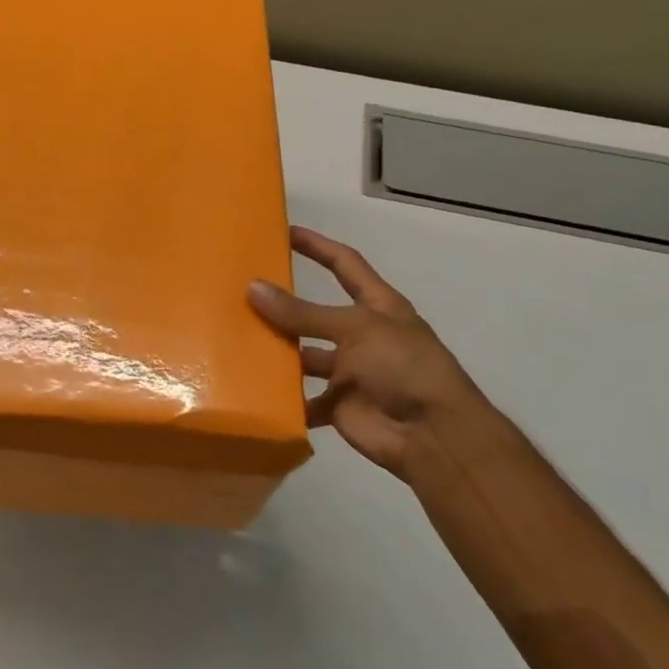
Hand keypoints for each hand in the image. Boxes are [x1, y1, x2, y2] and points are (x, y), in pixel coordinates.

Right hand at [248, 227, 490, 481]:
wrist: (434, 436)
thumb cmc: (404, 366)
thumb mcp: (355, 328)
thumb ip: (303, 313)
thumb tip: (253, 287)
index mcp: (377, 306)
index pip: (345, 265)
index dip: (318, 246)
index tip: (284, 232)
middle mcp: (361, 335)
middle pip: (314, 314)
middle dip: (283, 306)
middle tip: (239, 294)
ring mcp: (349, 372)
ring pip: (303, 356)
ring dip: (276, 352)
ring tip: (234, 340)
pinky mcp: (337, 406)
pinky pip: (302, 399)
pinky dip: (281, 399)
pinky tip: (249, 389)